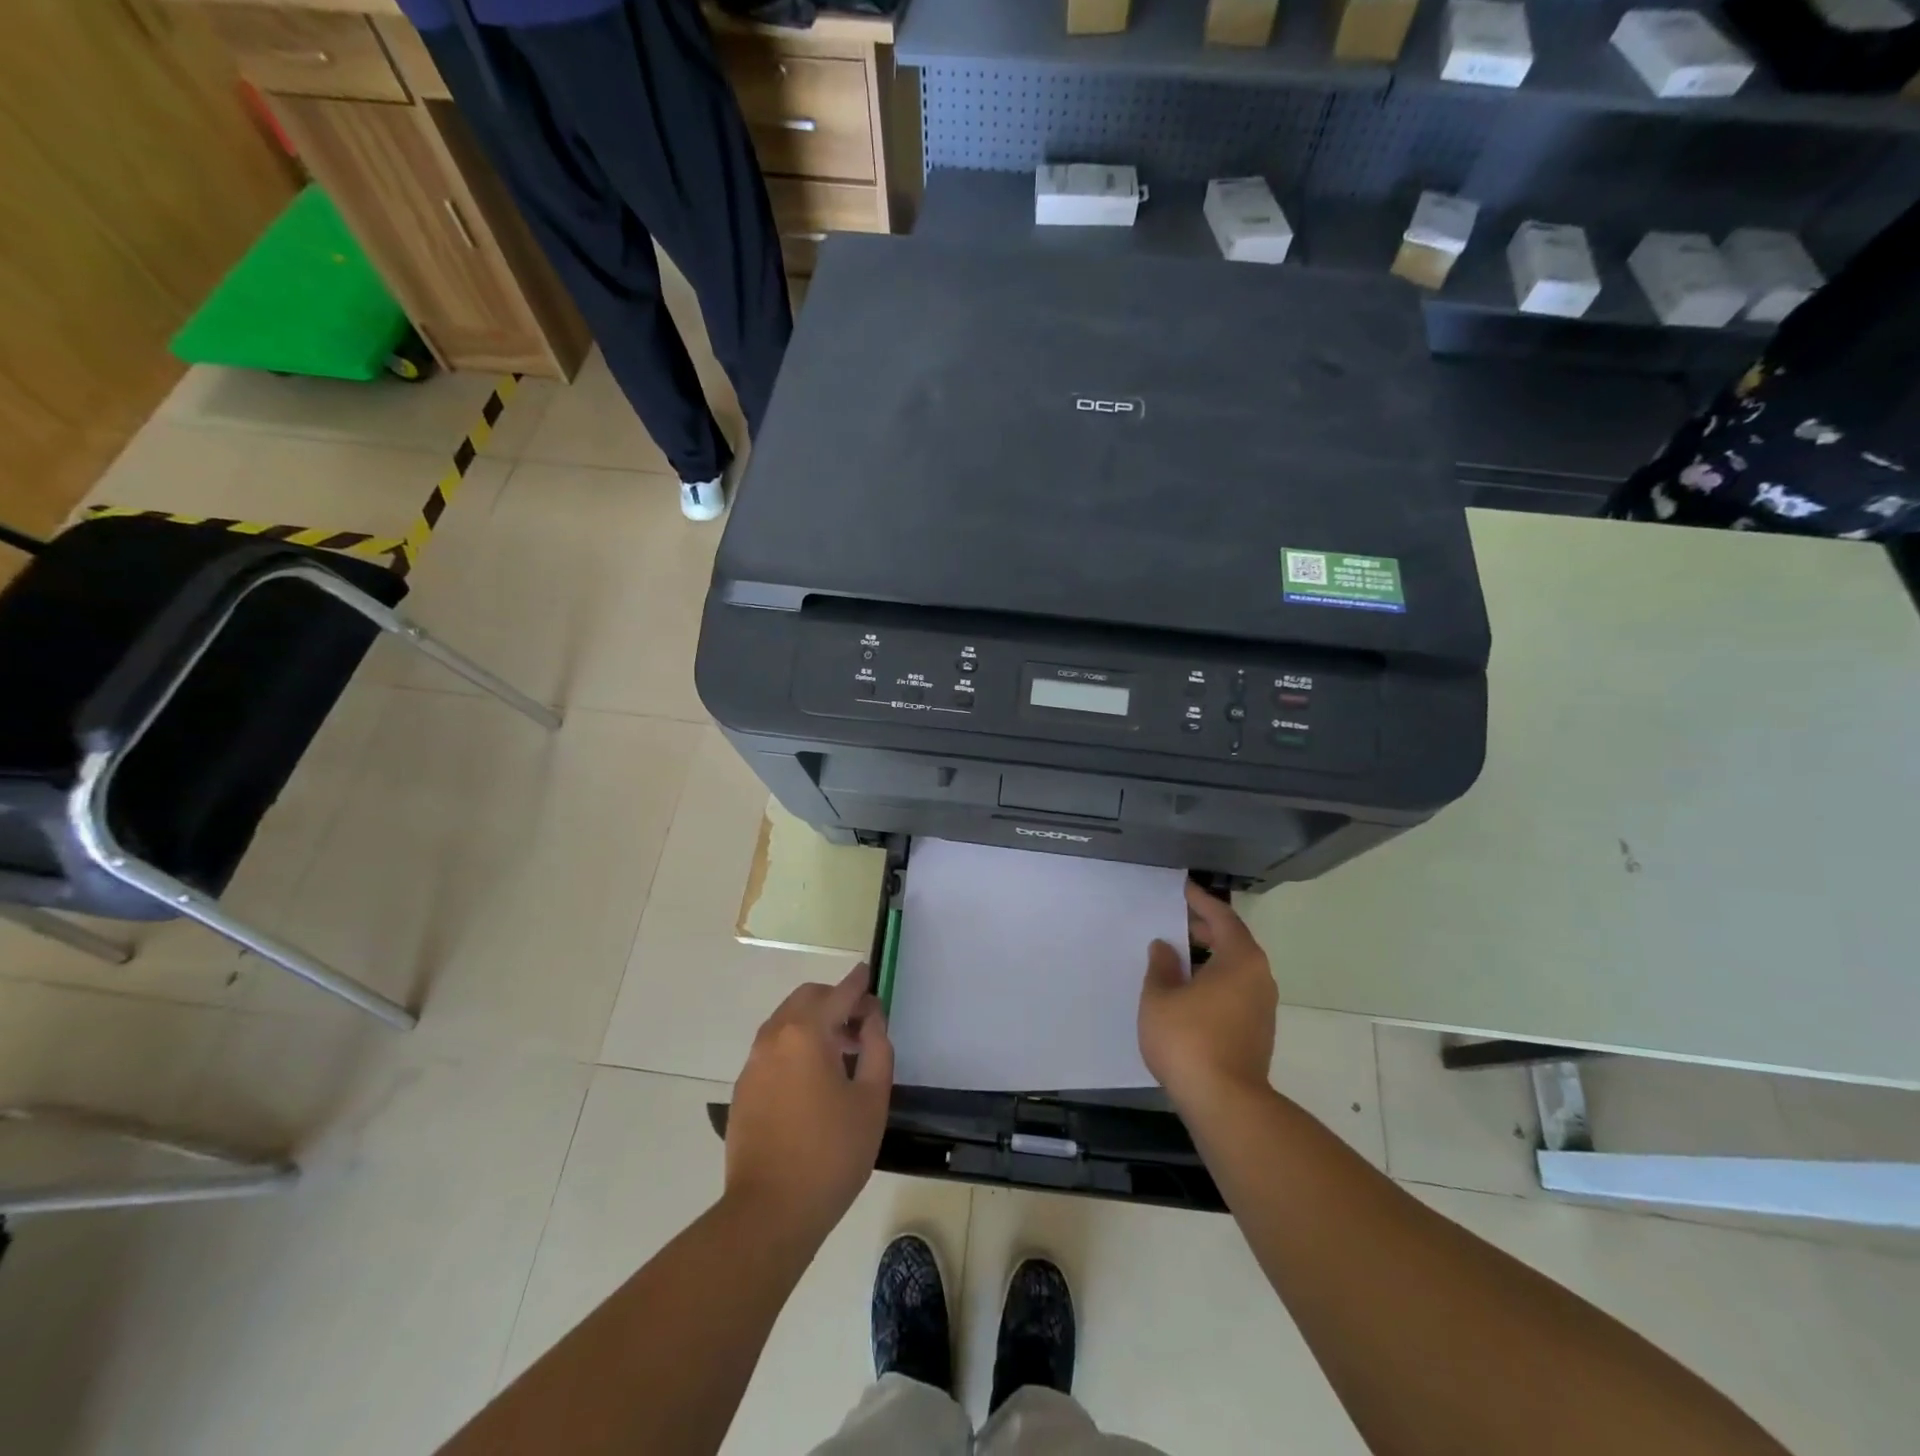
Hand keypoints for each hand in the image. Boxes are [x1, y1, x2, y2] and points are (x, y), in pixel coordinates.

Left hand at [724, 965, 893, 1247]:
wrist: (769, 1213)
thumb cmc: (831, 1154)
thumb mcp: (872, 1099)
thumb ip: (877, 1048)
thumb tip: (871, 1019)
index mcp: (806, 1033)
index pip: (838, 992)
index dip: (859, 983)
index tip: (871, 976)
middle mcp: (774, 1037)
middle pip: (807, 998)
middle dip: (835, 1001)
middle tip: (861, 1026)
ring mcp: (753, 1063)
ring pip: (786, 1022)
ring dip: (814, 1023)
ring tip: (841, 1055)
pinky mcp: (744, 1089)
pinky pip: (773, 1049)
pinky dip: (796, 1045)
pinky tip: (814, 1081)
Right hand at [1139, 882, 1276, 1111]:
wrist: (1225, 1103)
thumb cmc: (1188, 1040)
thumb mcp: (1160, 997)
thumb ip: (1161, 966)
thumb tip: (1165, 947)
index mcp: (1240, 960)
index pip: (1222, 917)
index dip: (1201, 901)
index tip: (1184, 889)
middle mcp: (1259, 978)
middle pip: (1233, 942)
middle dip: (1205, 929)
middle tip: (1177, 922)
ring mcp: (1262, 1007)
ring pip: (1235, 969)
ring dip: (1209, 958)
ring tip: (1178, 956)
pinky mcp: (1257, 1032)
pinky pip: (1235, 991)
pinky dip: (1214, 980)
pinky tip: (1189, 991)